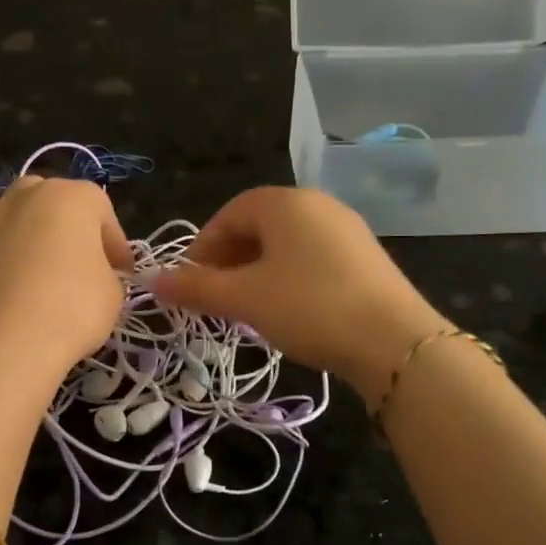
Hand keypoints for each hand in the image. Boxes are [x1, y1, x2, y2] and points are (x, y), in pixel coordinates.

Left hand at [0, 177, 129, 378]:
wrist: (2, 343)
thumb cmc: (71, 310)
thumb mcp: (112, 294)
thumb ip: (105, 273)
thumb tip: (93, 275)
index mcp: (69, 198)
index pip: (100, 208)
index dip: (113, 241)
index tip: (121, 271)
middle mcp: (22, 197)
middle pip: (46, 198)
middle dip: (61, 225)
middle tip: (73, 261)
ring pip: (0, 210)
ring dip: (14, 228)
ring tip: (25, 262)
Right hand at [147, 187, 445, 401]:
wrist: (393, 341)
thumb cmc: (307, 307)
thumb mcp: (243, 299)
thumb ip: (195, 288)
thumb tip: (152, 280)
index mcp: (285, 203)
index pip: (230, 213)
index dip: (204, 247)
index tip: (191, 283)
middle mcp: (318, 205)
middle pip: (259, 226)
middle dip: (230, 261)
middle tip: (216, 298)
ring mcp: (347, 230)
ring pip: (286, 245)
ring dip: (258, 272)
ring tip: (248, 308)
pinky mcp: (366, 258)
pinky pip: (312, 259)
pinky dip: (289, 278)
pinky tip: (288, 311)